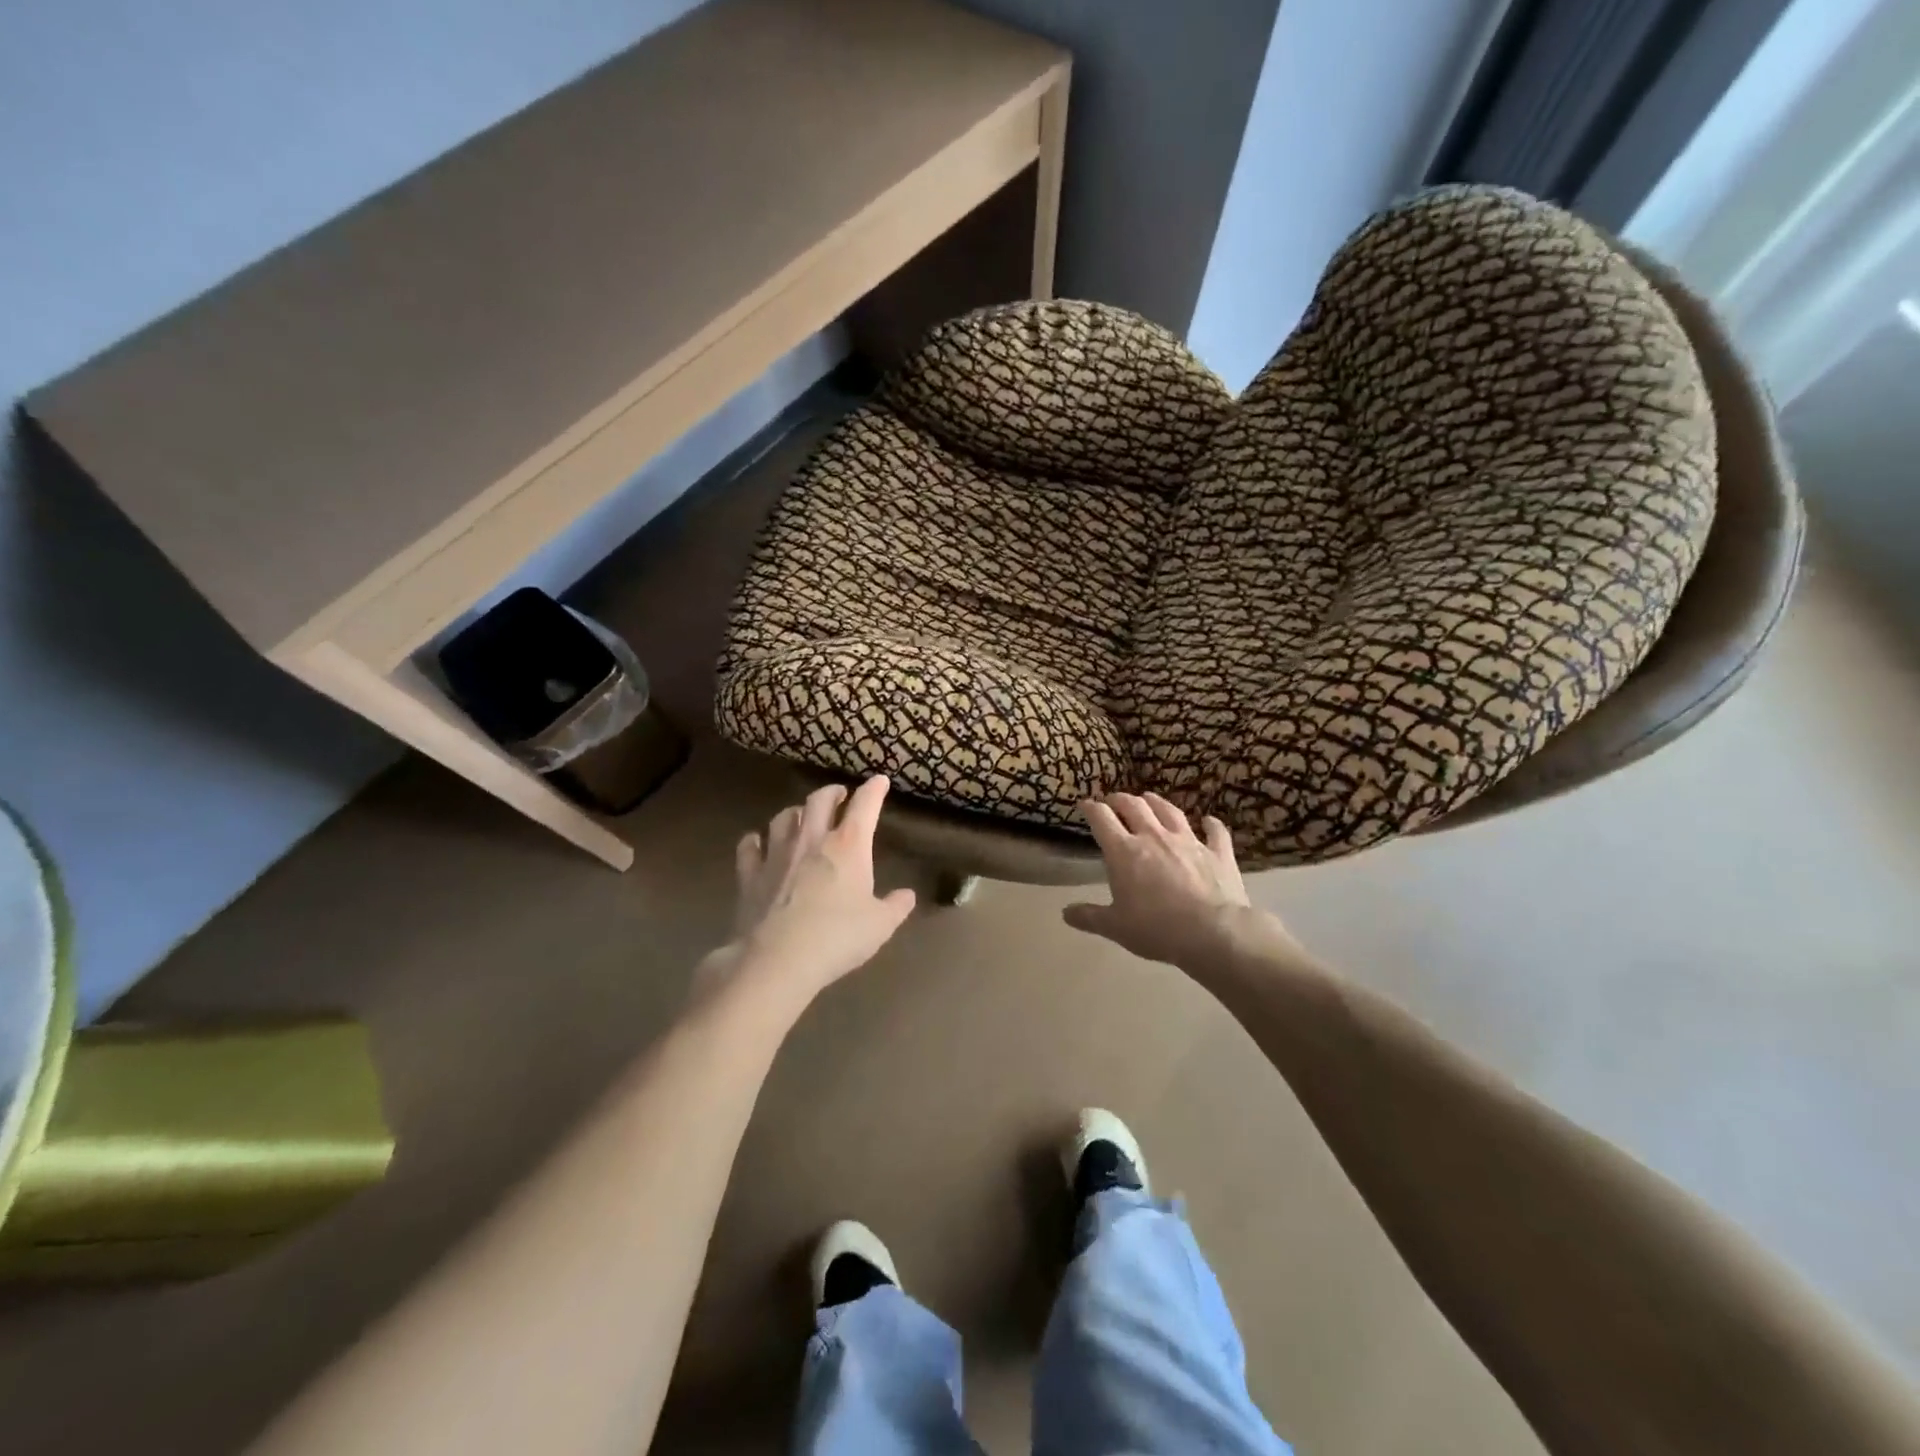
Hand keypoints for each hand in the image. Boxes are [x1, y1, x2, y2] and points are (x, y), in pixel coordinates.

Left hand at [714, 776, 915, 1004]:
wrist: (778, 959)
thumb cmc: (838, 938)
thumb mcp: (880, 926)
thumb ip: (896, 906)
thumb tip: (907, 896)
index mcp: (849, 846)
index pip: (865, 805)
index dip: (874, 790)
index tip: (880, 781)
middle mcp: (812, 839)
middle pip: (820, 800)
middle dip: (832, 792)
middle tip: (839, 795)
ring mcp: (777, 853)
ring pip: (784, 817)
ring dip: (796, 812)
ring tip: (801, 817)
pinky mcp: (750, 874)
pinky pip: (749, 846)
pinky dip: (755, 841)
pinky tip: (757, 843)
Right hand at [1064, 793, 1263, 968]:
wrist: (1213, 933)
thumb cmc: (1156, 929)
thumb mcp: (1116, 927)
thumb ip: (1089, 917)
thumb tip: (1066, 913)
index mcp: (1124, 851)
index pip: (1102, 819)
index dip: (1091, 808)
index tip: (1085, 805)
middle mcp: (1154, 837)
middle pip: (1134, 806)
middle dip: (1120, 799)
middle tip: (1113, 800)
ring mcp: (1188, 841)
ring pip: (1169, 811)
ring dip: (1156, 801)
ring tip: (1149, 798)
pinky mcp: (1218, 852)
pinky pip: (1215, 831)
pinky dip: (1211, 824)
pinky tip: (1209, 820)